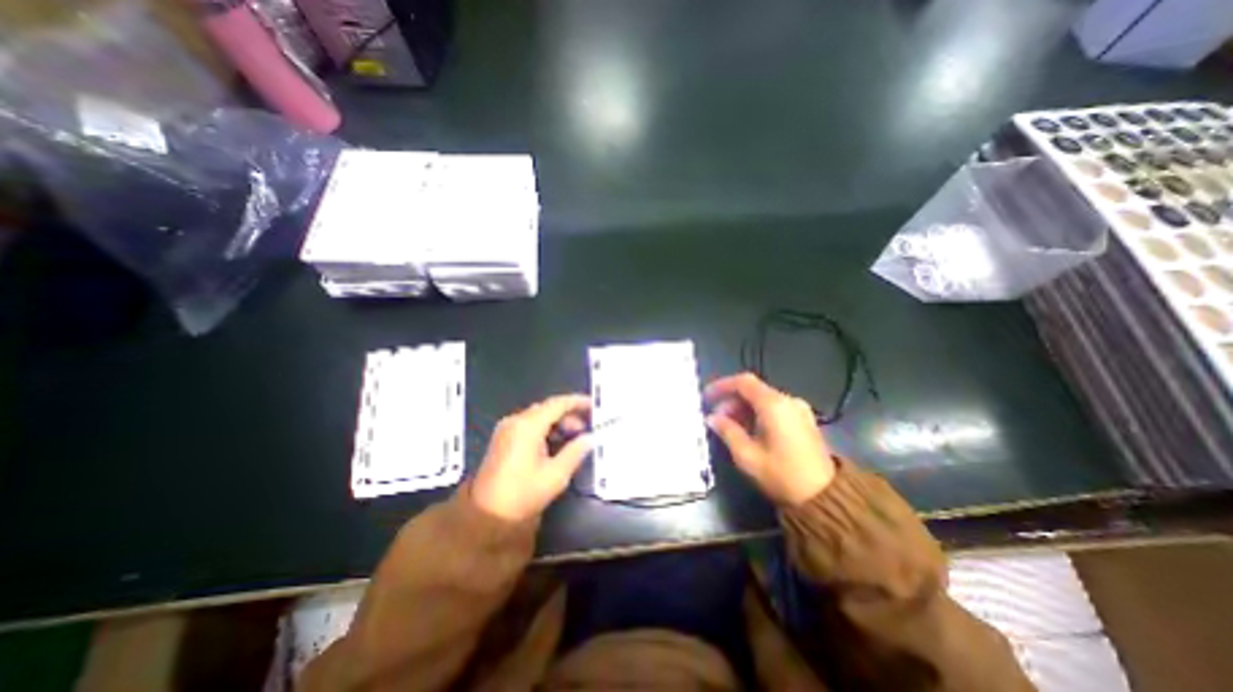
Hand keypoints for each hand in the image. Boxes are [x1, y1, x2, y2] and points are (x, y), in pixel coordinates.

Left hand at [472, 395, 591, 517]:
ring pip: (538, 416)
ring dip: (558, 422)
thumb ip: (575, 452)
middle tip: (586, 427)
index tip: (594, 405)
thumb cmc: (522, 494)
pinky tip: (556, 442)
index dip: (578, 402)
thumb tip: (590, 438)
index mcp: (528, 426)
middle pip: (547, 408)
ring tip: (574, 436)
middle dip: (569, 415)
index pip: (558, 404)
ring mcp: (507, 429)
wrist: (485, 516)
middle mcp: (515, 421)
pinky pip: (529, 425)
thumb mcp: (555, 475)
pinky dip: (545, 429)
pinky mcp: (503, 438)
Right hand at [704, 375, 837, 503]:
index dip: (722, 386)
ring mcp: (799, 410)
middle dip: (731, 401)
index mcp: (774, 405)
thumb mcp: (747, 456)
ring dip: (743, 409)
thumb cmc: (782, 475)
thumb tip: (712, 418)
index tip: (707, 397)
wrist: (826, 498)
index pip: (743, 382)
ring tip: (730, 428)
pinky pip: (775, 409)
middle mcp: (788, 401)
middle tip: (717, 419)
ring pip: (763, 399)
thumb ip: (727, 431)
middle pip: (753, 390)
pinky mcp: (804, 421)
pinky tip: (749, 431)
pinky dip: (758, 414)